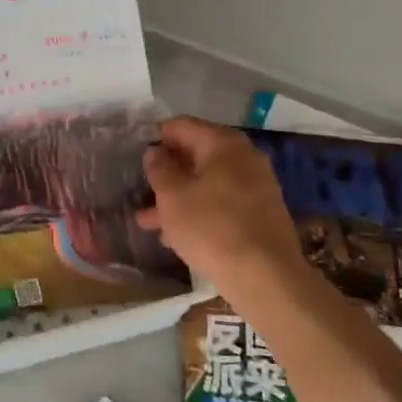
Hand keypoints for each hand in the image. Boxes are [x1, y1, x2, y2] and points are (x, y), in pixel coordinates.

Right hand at [136, 117, 301, 295]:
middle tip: (140, 189)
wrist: (265, 276)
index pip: (182, 126)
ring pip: (207, 184)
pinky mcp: (260, 213)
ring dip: (178, 198)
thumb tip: (155, 152)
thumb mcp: (172, 196)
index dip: (156, 136)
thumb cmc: (211, 227)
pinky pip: (221, 203)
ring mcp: (256, 186)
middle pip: (197, 155)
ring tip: (148, 222)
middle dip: (167, 173)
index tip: (136, 154)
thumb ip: (159, 169)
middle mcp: (244, 157)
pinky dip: (199, 212)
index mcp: (223, 143)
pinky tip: (175, 236)